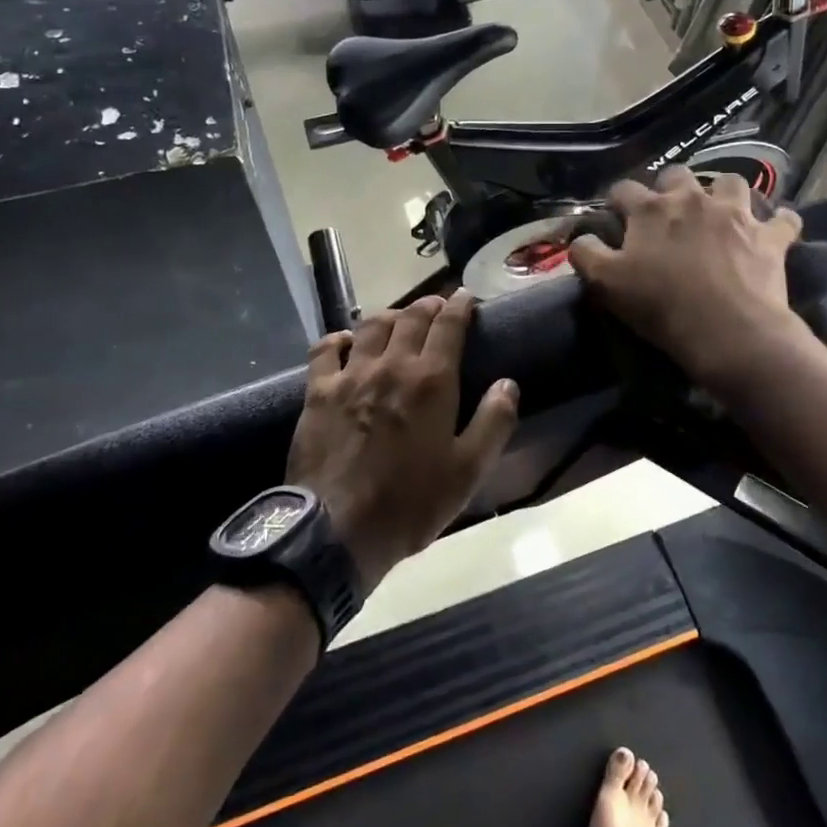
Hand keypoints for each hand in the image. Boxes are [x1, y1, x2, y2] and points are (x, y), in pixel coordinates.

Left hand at [287, 291, 518, 589]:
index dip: (460, 305)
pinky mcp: (318, 391)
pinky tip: (347, 341)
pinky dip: (339, 337)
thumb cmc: (411, 503)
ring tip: (399, 319)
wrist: (337, 529)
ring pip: (371, 325)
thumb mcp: (468, 471)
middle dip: (428, 305)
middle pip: (411, 317)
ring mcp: (350, 374)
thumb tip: (508, 384)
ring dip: (390, 315)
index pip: (449, 324)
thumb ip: (493, 423)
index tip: (467, 297)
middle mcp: (391, 365)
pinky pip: (326, 348)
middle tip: (438, 306)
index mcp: (431, 380)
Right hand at [569, 166, 805, 387]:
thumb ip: (587, 254)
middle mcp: (692, 200)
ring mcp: (736, 214)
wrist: (728, 332)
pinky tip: (775, 229)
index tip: (616, 214)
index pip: (624, 189)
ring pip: (731, 182)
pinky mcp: (770, 236)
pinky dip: (779, 221)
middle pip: (678, 175)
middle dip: (671, 187)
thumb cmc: (661, 307)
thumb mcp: (606, 284)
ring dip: (724, 193)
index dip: (618, 200)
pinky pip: (783, 218)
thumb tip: (581, 238)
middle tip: (669, 212)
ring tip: (720, 212)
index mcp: (651, 210)